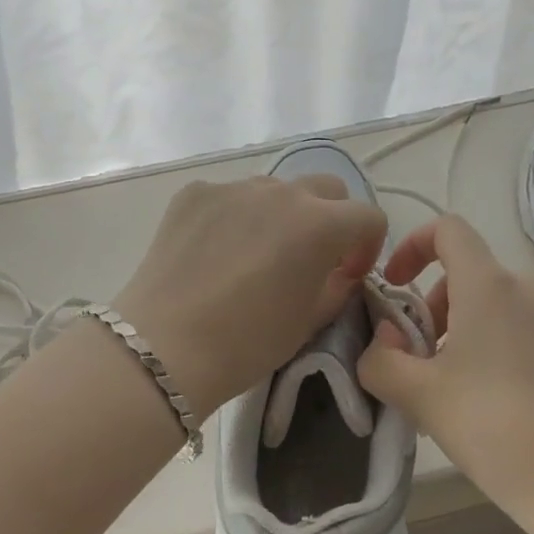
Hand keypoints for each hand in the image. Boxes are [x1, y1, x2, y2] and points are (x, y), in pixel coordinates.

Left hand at [111, 174, 387, 416]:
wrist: (165, 346)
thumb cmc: (248, 342)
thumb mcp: (309, 321)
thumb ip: (337, 285)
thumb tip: (339, 270)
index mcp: (320, 223)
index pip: (368, 216)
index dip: (367, 246)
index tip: (348, 273)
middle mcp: (281, 191)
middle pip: (326, 188)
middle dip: (330, 218)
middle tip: (310, 257)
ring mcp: (234, 187)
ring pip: (275, 189)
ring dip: (280, 214)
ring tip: (254, 255)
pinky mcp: (195, 193)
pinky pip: (229, 196)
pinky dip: (234, 216)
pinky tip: (213, 253)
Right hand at [356, 214, 533, 512]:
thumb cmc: (498, 428)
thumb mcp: (422, 397)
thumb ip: (381, 360)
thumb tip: (382, 340)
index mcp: (488, 285)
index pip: (447, 228)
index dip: (412, 245)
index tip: (395, 286)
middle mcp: (526, 288)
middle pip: (467, 273)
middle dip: (432, 306)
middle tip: (420, 359)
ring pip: (495, 303)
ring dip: (463, 330)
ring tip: (454, 388)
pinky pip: (524, 328)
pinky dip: (496, 346)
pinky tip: (495, 403)